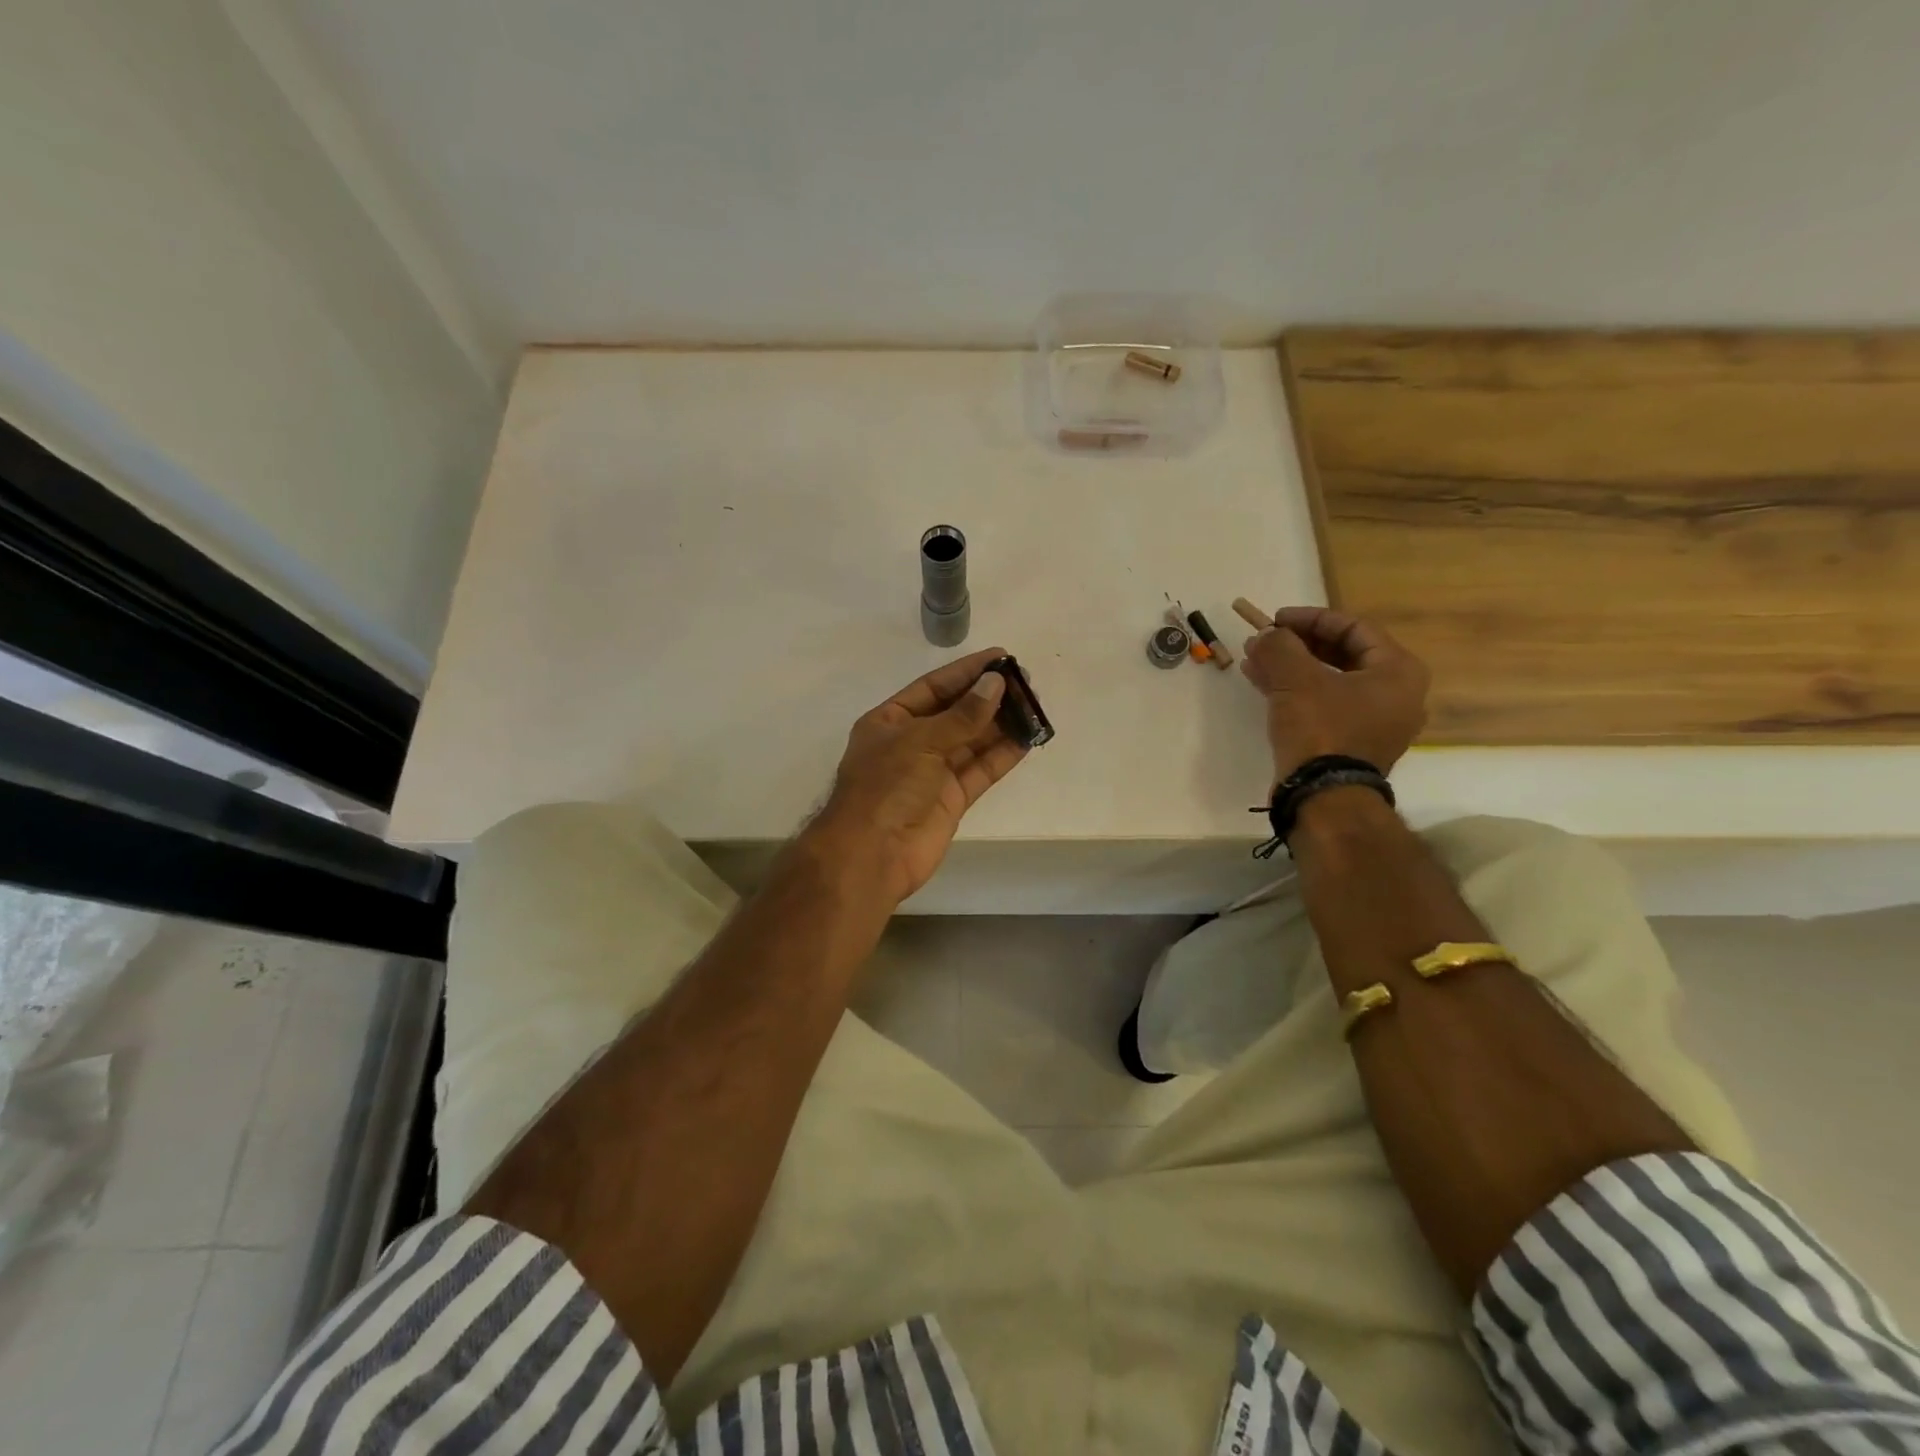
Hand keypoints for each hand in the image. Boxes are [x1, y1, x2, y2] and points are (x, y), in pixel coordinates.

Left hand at [804, 647, 1028, 904]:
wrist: (872, 854)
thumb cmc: (886, 786)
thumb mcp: (920, 740)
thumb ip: (962, 715)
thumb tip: (995, 684)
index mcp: (891, 721)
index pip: (933, 687)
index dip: (966, 672)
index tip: (1000, 657)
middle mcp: (912, 743)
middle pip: (956, 713)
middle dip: (988, 697)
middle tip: (1025, 682)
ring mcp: (932, 772)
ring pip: (972, 741)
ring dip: (1001, 724)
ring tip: (1033, 706)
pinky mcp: (952, 799)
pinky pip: (981, 770)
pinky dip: (1003, 755)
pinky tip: (1027, 738)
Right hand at [1240, 606, 1429, 781]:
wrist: (1325, 797)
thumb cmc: (1322, 729)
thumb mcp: (1296, 679)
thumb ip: (1280, 647)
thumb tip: (1264, 634)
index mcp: (1398, 672)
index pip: (1354, 628)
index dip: (1311, 619)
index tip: (1276, 620)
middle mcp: (1396, 695)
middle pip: (1344, 654)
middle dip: (1298, 644)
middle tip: (1266, 640)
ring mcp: (1375, 723)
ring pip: (1330, 681)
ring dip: (1292, 668)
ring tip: (1255, 660)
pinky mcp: (1352, 744)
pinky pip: (1325, 706)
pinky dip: (1296, 693)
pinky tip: (1263, 685)